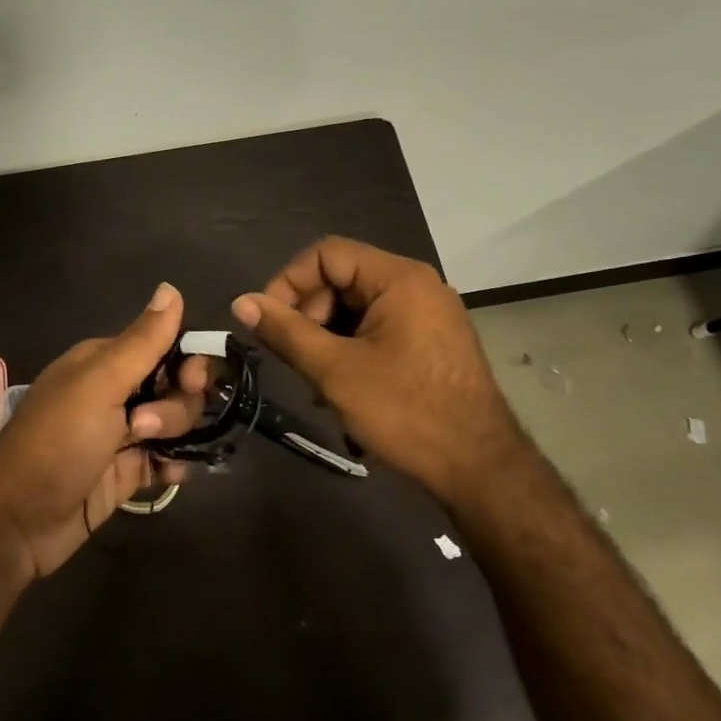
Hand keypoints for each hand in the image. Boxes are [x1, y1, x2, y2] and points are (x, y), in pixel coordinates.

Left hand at [0, 283, 202, 579]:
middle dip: (176, 407)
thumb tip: (171, 287)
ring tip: (146, 455)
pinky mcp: (127, 473)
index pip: (165, 347)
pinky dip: (174, 464)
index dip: (187, 363)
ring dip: (174, 435)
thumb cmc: (57, 442)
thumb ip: (142, 341)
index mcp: (105, 362)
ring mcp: (122, 435)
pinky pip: (167, 459)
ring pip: (175, 424)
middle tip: (145, 427)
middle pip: (176, 387)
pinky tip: (169, 475)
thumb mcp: (100, 384)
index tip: (191, 381)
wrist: (18, 520)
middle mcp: (116, 393)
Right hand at [231, 237, 522, 500]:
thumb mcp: (334, 371)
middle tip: (294, 358)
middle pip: (343, 278)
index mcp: (399, 279)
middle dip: (309, 314)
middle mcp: (418, 285)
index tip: (269, 323)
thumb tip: (242, 302)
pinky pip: (379, 327)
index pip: (326, 253)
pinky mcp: (433, 341)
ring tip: (316, 379)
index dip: (289, 282)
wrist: (478, 467)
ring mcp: (430, 314)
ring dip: (327, 336)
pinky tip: (343, 386)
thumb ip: (285, 332)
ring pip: (358, 307)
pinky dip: (352, 347)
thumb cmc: (404, 412)